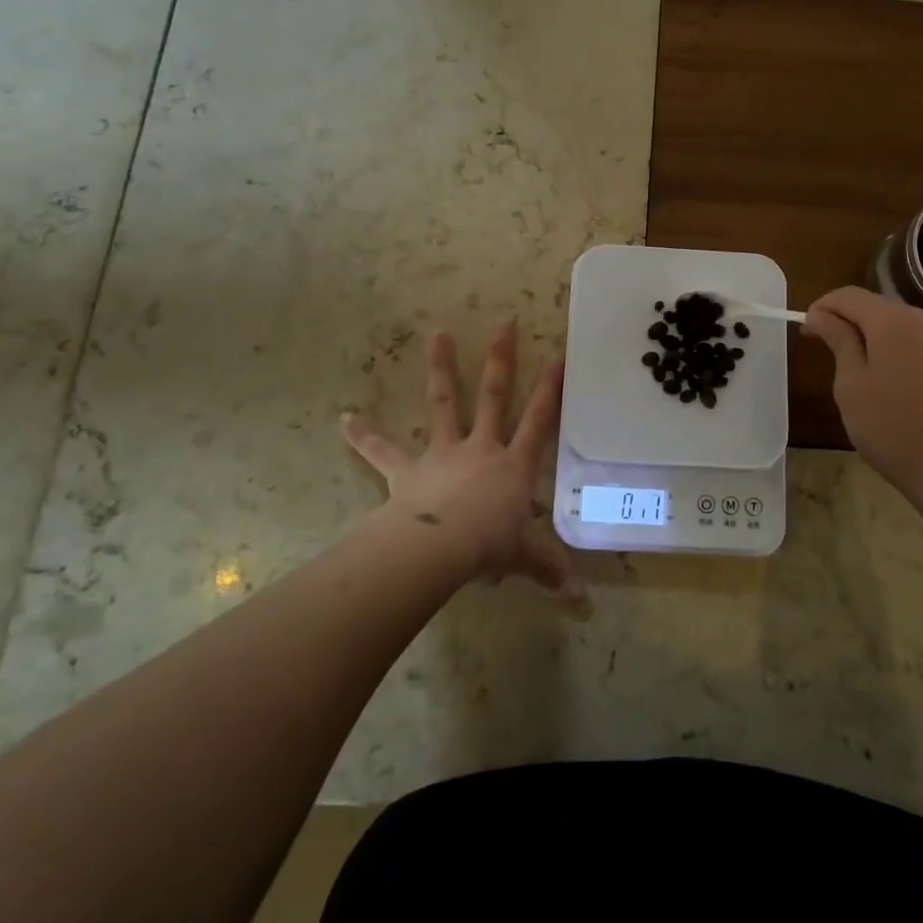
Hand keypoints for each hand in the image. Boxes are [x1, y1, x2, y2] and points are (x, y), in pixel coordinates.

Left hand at [340, 320, 582, 600]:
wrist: (439, 547)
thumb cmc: (488, 545)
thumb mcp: (524, 557)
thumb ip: (547, 569)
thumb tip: (578, 599)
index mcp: (514, 465)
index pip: (539, 421)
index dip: (551, 389)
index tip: (558, 356)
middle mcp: (482, 448)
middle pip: (495, 396)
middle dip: (501, 359)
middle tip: (505, 323)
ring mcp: (443, 453)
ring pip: (445, 403)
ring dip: (442, 368)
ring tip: (438, 334)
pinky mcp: (408, 469)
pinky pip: (383, 450)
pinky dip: (364, 436)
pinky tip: (344, 419)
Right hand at [802, 286, 922, 531]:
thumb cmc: (894, 430)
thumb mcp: (852, 386)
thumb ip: (838, 341)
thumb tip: (820, 314)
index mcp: (895, 320)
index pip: (849, 296)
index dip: (822, 308)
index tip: (807, 332)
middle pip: (878, 309)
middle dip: (850, 325)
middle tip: (830, 358)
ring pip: (903, 328)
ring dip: (877, 342)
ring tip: (864, 379)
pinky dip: (902, 356)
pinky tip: (898, 390)